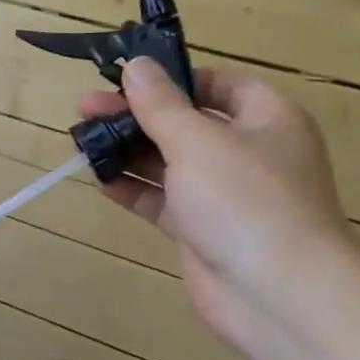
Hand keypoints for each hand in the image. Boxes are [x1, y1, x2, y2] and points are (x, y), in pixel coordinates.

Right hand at [78, 57, 356, 358]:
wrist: (277, 294)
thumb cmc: (245, 200)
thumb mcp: (197, 140)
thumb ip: (160, 104)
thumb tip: (136, 65)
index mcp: (266, 119)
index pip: (217, 85)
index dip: (172, 80)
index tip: (125, 81)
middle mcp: (247, 153)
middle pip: (185, 123)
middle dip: (136, 116)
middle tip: (84, 109)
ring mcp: (224, 195)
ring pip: (169, 163)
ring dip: (128, 152)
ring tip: (82, 142)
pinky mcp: (203, 231)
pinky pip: (163, 201)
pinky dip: (134, 190)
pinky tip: (100, 181)